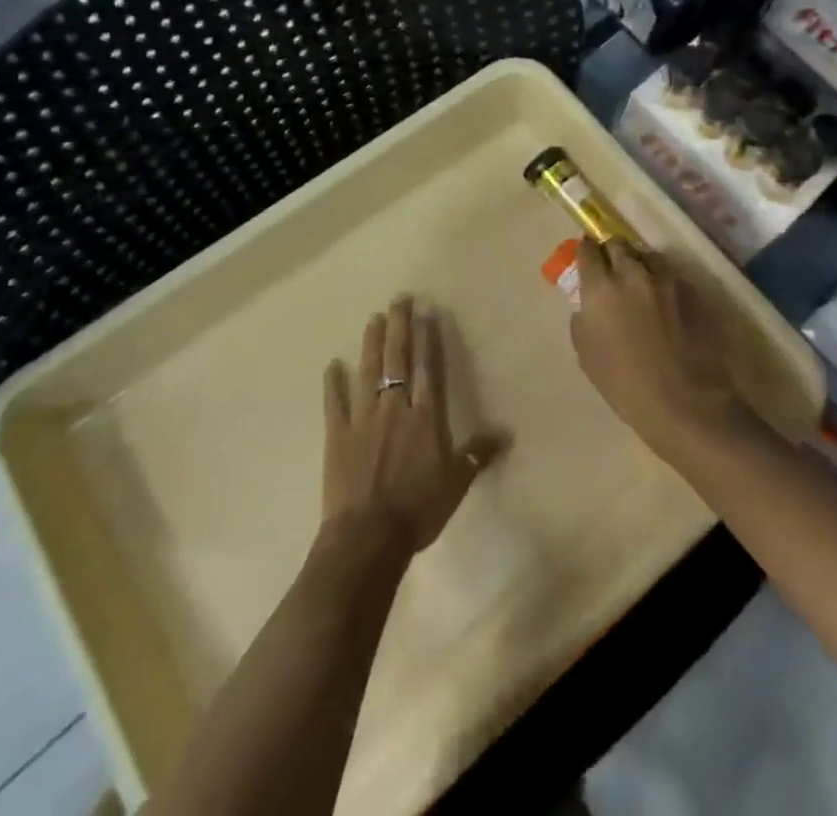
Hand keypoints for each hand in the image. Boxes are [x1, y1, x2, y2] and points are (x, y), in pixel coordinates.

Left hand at [321, 298, 502, 556]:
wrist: (369, 536)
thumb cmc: (418, 509)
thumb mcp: (456, 483)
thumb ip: (477, 454)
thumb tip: (505, 433)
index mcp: (424, 417)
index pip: (427, 369)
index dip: (426, 339)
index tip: (424, 312)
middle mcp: (394, 408)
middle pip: (397, 360)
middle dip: (399, 327)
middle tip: (398, 299)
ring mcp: (362, 419)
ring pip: (367, 372)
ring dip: (370, 344)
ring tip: (373, 318)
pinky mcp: (337, 435)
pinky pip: (334, 403)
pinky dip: (333, 383)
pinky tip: (331, 364)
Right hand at [569, 240, 739, 455]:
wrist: (686, 404)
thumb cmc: (626, 385)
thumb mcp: (587, 354)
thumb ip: (584, 319)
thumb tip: (589, 305)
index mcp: (601, 287)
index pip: (587, 250)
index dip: (585, 253)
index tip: (587, 260)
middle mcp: (633, 273)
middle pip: (619, 244)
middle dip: (612, 253)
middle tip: (612, 271)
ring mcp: (667, 280)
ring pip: (648, 257)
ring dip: (640, 265)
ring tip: (641, 285)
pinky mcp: (694, 291)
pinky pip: (672, 276)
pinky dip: (664, 283)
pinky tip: (666, 305)